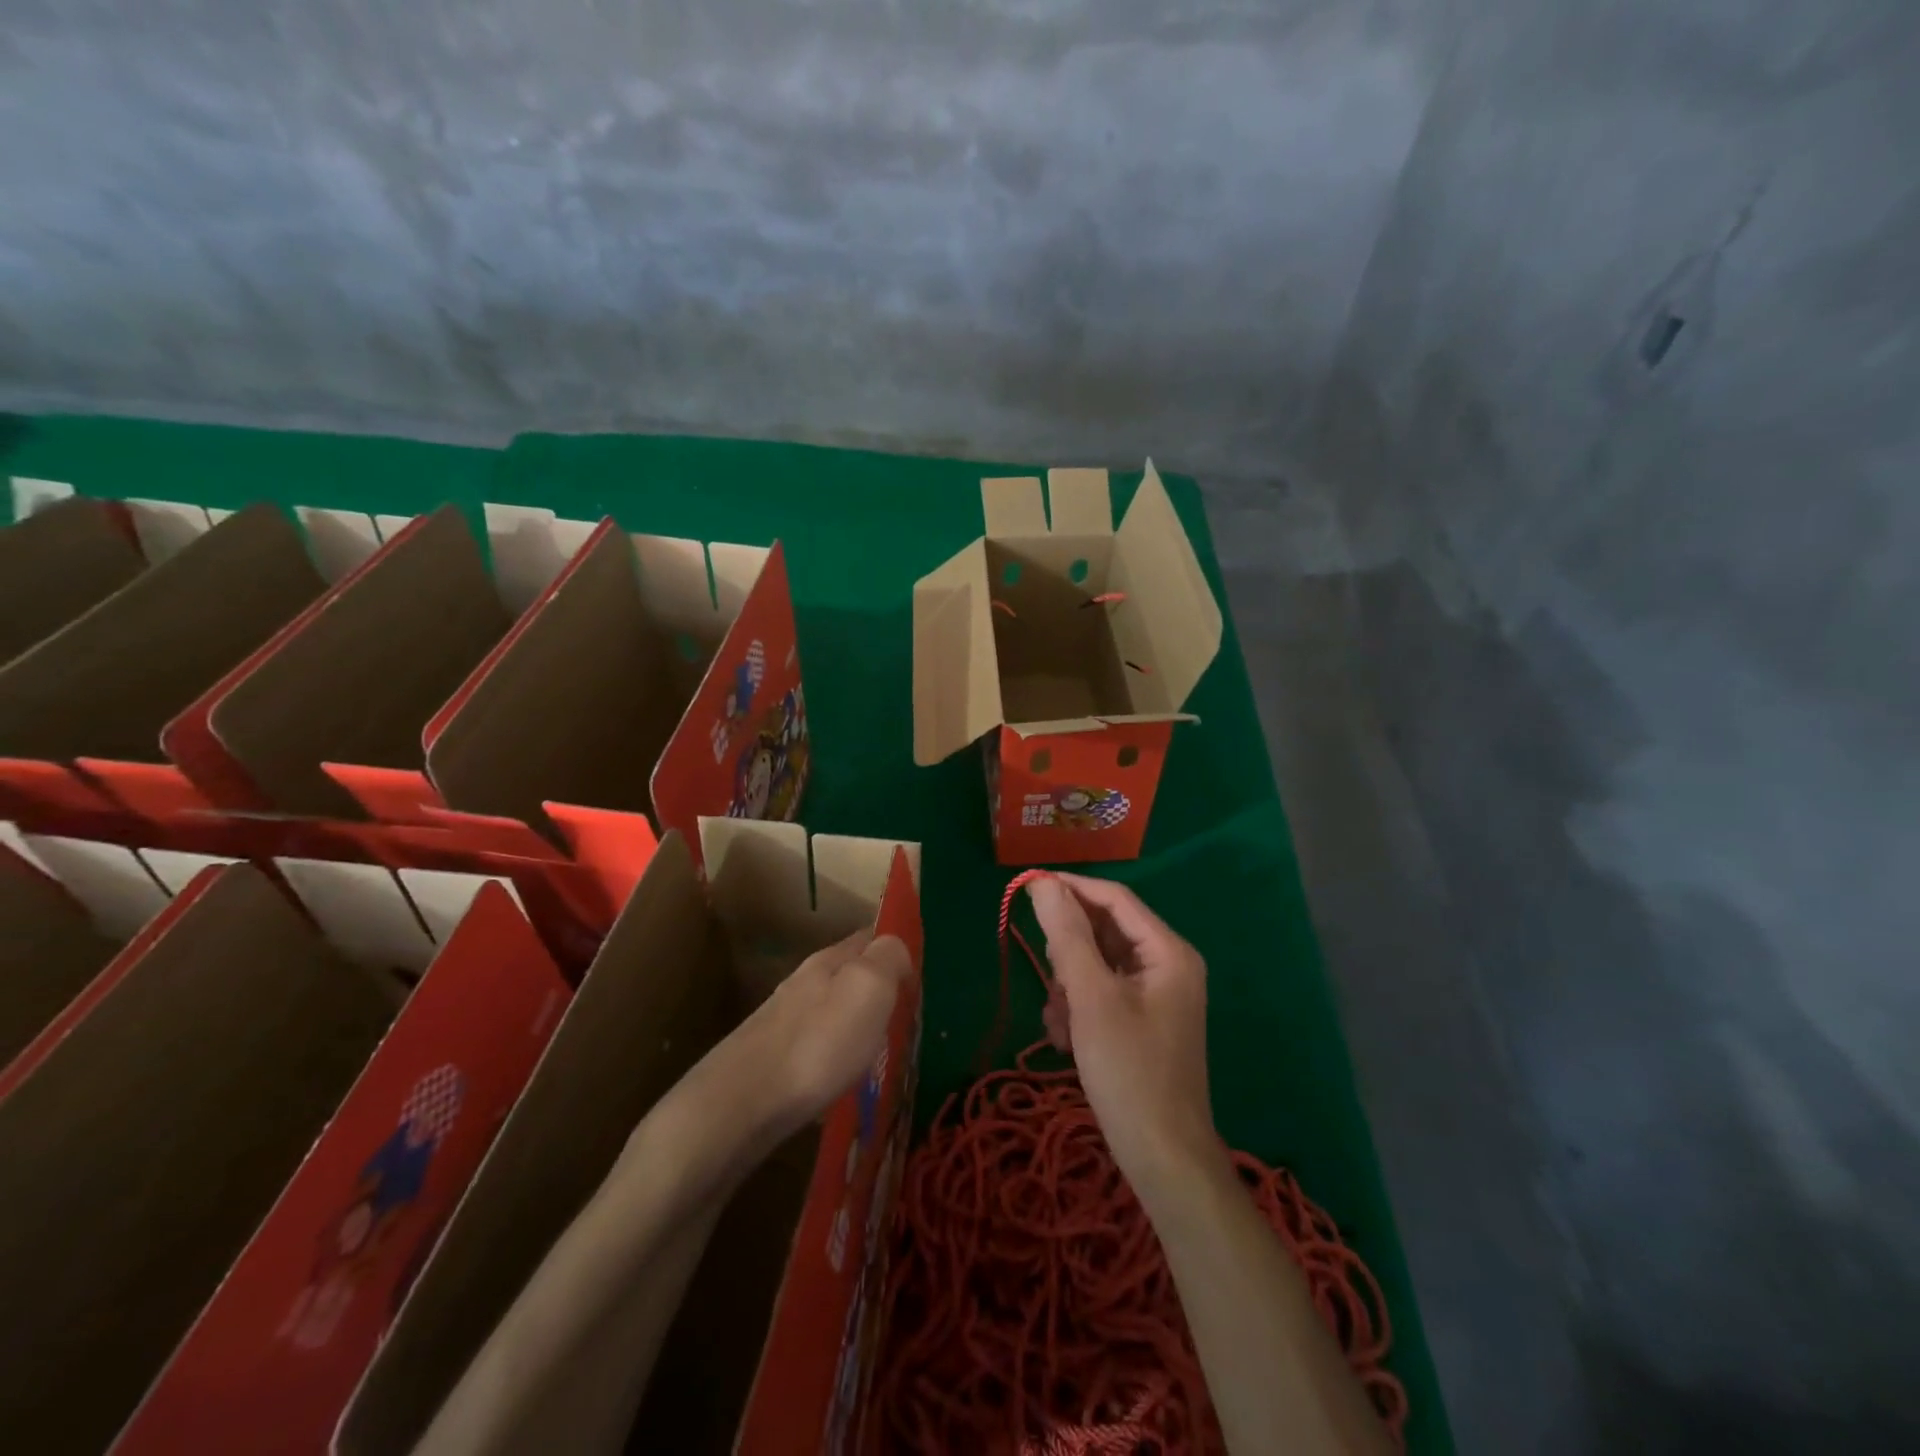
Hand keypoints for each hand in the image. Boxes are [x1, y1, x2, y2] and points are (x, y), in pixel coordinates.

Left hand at [744, 929, 913, 1135]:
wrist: (740, 1104)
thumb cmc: (818, 1043)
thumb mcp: (868, 989)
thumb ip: (887, 959)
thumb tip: (897, 947)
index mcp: (829, 960)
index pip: (869, 937)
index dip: (895, 948)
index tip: (919, 973)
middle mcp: (803, 982)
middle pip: (848, 973)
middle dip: (875, 986)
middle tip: (905, 1013)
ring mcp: (783, 1020)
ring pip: (830, 1008)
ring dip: (854, 1020)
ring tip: (879, 1047)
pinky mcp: (770, 1059)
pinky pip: (815, 1042)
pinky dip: (835, 1051)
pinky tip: (841, 1074)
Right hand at [1029, 874, 1222, 1199]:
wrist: (1162, 1158)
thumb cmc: (1129, 1071)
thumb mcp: (1091, 998)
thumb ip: (1067, 935)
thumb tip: (1042, 883)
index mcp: (1167, 950)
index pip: (1114, 897)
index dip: (1070, 887)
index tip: (1025, 887)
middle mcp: (1166, 964)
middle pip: (1104, 932)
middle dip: (1069, 954)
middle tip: (1051, 982)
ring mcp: (1155, 995)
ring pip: (1096, 965)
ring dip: (1069, 987)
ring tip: (1062, 1024)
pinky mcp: (1141, 1021)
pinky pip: (1101, 993)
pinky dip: (1079, 1009)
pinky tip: (1068, 1040)